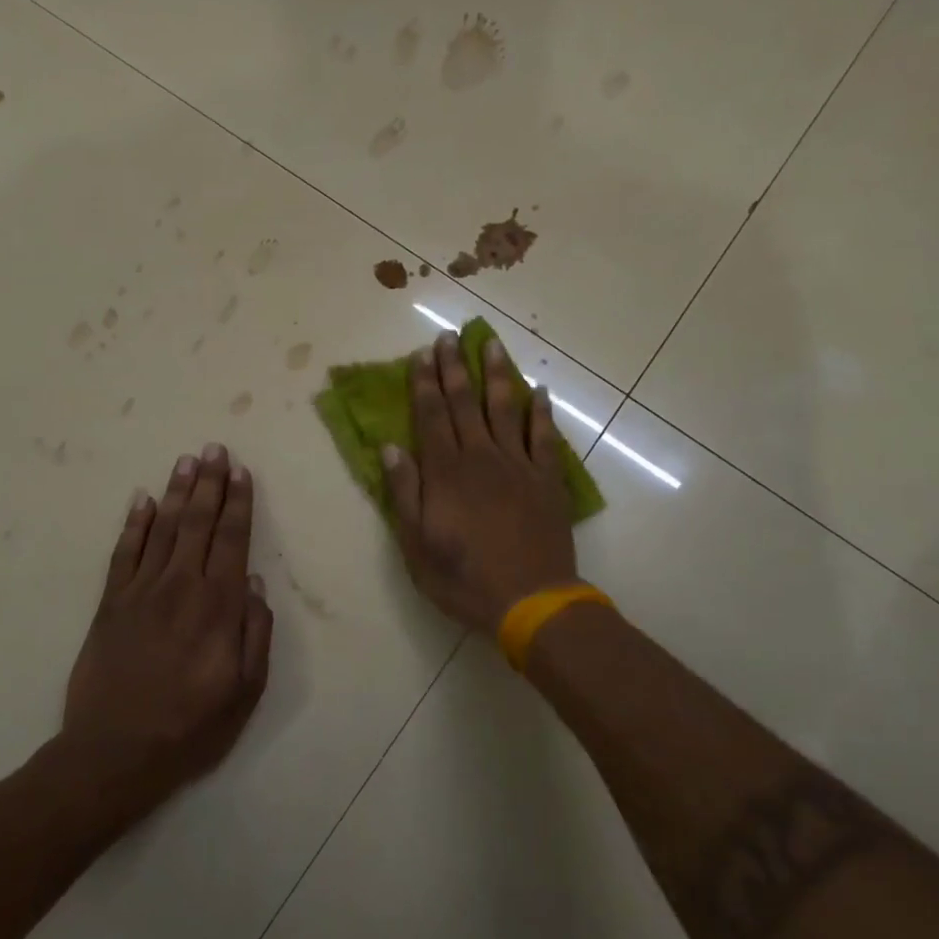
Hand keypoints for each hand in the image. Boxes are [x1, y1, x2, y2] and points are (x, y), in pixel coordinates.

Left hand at [62, 444, 271, 812]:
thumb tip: (253, 582)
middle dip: (210, 483)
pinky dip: (133, 523)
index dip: (238, 503)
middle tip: (215, 448)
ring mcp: (140, 591)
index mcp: (217, 605)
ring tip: (186, 461)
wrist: (114, 753)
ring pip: (162, 528)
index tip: (241, 472)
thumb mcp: (245, 690)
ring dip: (176, 491)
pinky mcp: (109, 603)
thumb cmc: (190, 726)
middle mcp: (180, 586)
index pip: (232, 539)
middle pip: (198, 522)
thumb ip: (256, 632)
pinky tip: (141, 500)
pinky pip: (123, 553)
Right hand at [382, 332, 577, 632]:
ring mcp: (518, 466)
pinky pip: (545, 437)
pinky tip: (540, 391)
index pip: (431, 416)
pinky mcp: (547, 480)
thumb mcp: (417, 545)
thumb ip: (404, 493)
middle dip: (454, 368)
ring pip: (505, 409)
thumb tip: (391, 447)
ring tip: (491, 344)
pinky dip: (542, 412)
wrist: (530, 601)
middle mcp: (481, 458)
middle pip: (464, 404)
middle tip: (449, 336)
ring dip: (497, 375)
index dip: (424, 382)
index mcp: (446, 472)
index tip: (421, 353)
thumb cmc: (464, 578)